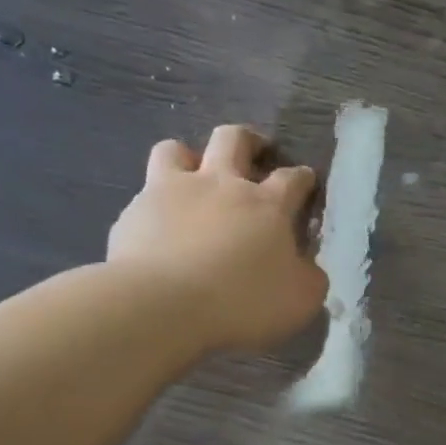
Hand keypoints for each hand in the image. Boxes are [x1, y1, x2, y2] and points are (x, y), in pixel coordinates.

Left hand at [108, 125, 327, 353]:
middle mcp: (221, 184)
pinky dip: (154, 204)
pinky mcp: (135, 211)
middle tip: (255, 151)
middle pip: (234, 139)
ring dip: (188, 157)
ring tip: (192, 175)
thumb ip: (309, 277)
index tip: (306, 181)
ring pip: (176, 150)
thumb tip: (308, 266)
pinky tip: (157, 227)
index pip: (293, 178)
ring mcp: (173, 191)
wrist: (163, 305)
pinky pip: (144, 194)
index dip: (303, 177)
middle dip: (249, 140)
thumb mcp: (300, 300)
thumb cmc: (242, 301)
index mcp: (267, 205)